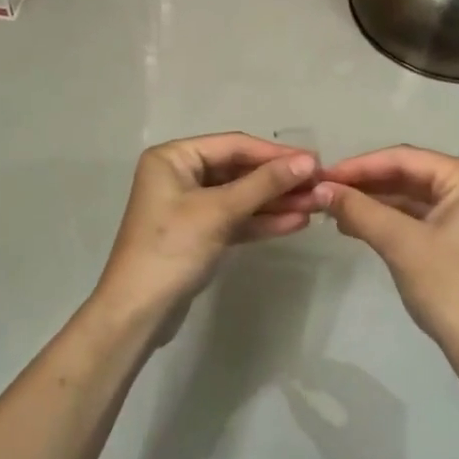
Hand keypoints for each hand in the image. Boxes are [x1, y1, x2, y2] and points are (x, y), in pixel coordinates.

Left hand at [94, 133, 319, 328]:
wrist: (138, 313)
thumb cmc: (172, 249)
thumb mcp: (220, 211)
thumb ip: (264, 184)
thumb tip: (308, 161)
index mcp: (173, 157)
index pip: (234, 146)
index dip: (276, 154)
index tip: (315, 162)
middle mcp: (180, 175)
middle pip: (239, 170)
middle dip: (279, 180)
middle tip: (320, 186)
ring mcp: (189, 206)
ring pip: (241, 196)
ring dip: (276, 201)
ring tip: (317, 205)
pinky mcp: (199, 234)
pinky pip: (235, 219)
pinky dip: (262, 221)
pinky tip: (296, 222)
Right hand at [316, 147, 458, 356]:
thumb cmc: (450, 287)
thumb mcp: (401, 243)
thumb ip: (360, 210)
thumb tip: (320, 189)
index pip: (406, 158)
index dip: (360, 165)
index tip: (323, 175)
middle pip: (409, 175)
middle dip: (366, 184)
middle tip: (324, 191)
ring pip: (412, 197)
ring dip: (374, 203)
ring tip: (333, 210)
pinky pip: (419, 219)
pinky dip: (388, 221)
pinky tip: (357, 226)